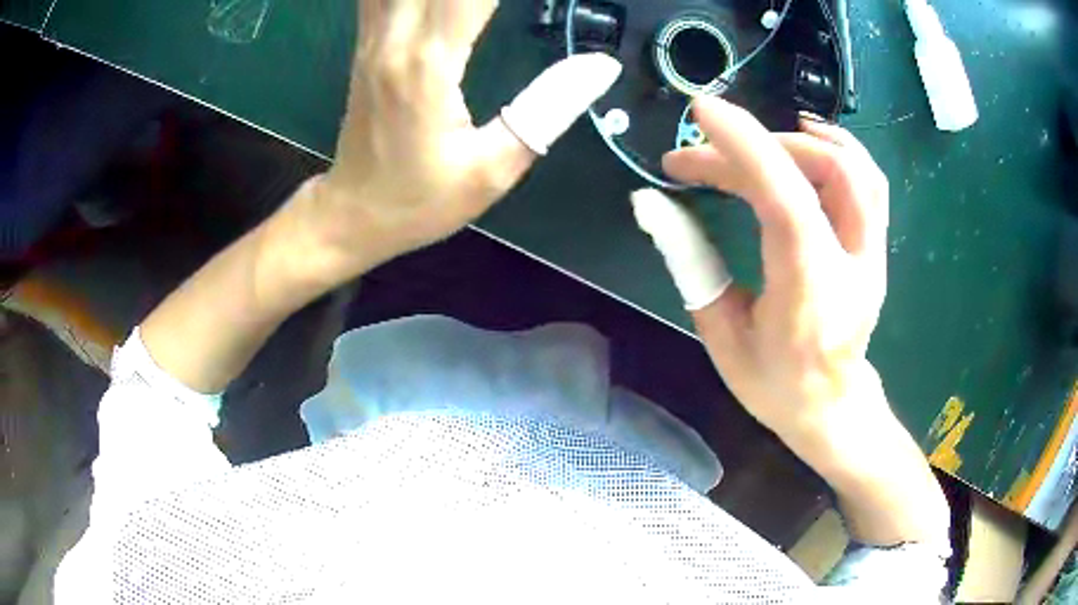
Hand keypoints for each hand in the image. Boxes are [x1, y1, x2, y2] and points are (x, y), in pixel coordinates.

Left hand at [296, 0, 620, 279]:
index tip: (549, 0)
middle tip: (507, 6)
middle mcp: (394, 39)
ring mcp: (374, 38)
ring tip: (480, 4)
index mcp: (427, 64)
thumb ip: (549, 108)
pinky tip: (439, 1)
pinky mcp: (367, 44)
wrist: (353, 214)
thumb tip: (602, 65)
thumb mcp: (493, 168)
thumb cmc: (421, 200)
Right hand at [635, 98, 948, 546]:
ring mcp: (872, 253)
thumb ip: (691, 265)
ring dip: (802, 141)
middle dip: (757, 146)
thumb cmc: (774, 384)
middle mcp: (852, 264)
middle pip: (825, 172)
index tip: (702, 113)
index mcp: (809, 292)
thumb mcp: (722, 335)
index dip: (745, 146)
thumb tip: (653, 206)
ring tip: (758, 138)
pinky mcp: (875, 247)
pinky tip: (806, 144)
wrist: (831, 408)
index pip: (786, 198)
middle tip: (704, 153)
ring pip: (856, 169)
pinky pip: (868, 182)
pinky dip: (836, 150)